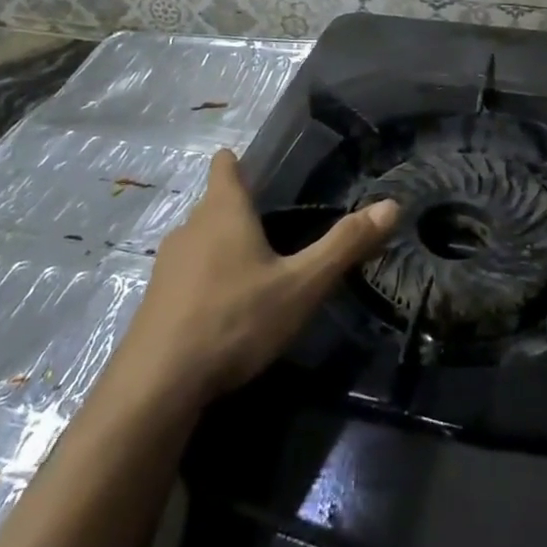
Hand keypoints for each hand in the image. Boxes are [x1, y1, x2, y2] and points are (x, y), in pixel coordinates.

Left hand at [118, 149, 398, 405]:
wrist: (158, 384)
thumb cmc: (235, 319)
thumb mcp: (301, 285)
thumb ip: (345, 245)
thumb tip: (392, 205)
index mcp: (224, 210)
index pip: (225, 165)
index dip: (239, 162)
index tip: (259, 169)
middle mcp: (190, 227)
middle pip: (215, 204)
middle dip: (240, 211)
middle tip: (275, 229)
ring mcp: (167, 264)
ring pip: (199, 241)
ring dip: (222, 248)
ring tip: (253, 271)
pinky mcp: (155, 300)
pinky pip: (186, 275)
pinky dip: (205, 281)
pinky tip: (224, 310)